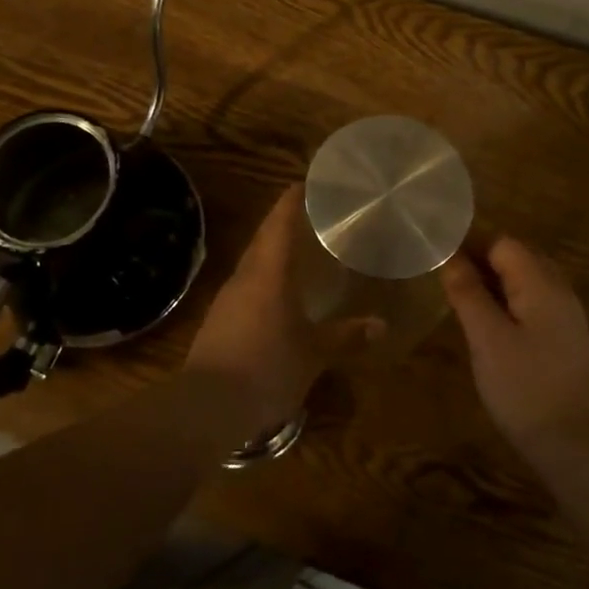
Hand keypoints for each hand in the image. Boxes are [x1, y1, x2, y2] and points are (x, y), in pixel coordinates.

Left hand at [184, 185, 381, 436]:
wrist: (208, 405)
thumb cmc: (267, 368)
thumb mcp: (313, 354)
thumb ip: (345, 335)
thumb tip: (380, 324)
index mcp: (269, 272)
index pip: (280, 222)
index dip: (292, 199)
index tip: (307, 183)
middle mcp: (245, 275)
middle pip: (264, 237)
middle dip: (284, 222)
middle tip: (311, 215)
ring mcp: (227, 297)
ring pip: (253, 261)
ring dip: (272, 250)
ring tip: (298, 251)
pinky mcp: (218, 319)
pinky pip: (245, 284)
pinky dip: (263, 277)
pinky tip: (276, 293)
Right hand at [441, 239, 588, 456]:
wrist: (580, 447)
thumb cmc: (526, 387)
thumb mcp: (487, 337)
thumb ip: (467, 292)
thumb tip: (449, 255)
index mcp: (540, 282)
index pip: (502, 242)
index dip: (469, 246)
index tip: (438, 263)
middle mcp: (557, 289)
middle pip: (515, 258)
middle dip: (480, 264)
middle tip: (445, 284)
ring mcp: (564, 316)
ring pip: (523, 283)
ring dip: (492, 286)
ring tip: (460, 304)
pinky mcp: (564, 340)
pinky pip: (531, 305)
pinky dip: (506, 307)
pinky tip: (488, 329)